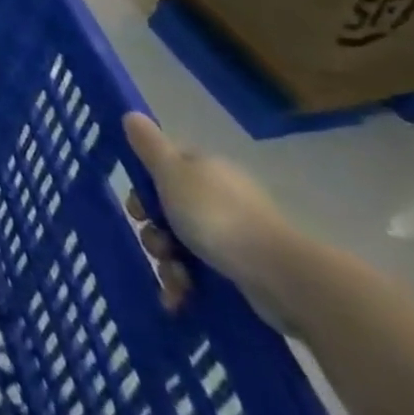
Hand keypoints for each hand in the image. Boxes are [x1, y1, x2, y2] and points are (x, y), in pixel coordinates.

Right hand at [123, 113, 301, 327]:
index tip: (136, 206)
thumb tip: (131, 114)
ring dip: (168, 264)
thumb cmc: (218, 217)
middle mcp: (218, 197)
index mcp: (204, 169)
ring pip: (182, 245)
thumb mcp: (172, 174)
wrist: (282, 277)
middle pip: (168, 209)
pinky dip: (187, 287)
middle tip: (156, 245)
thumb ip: (149, 146)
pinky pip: (203, 274)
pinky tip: (179, 300)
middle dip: (153, 231)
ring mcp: (234, 235)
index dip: (144, 185)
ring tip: (174, 281)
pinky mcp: (243, 271)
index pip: (164, 167)